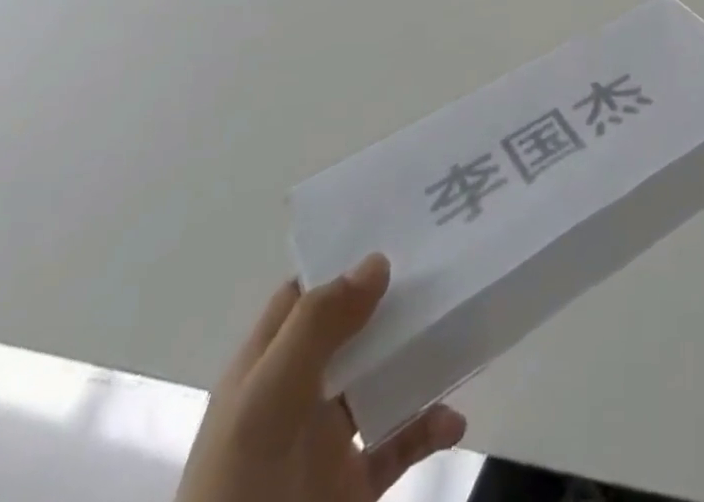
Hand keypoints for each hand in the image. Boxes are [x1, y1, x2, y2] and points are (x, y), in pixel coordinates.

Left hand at [176, 256, 466, 501]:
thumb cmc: (242, 495)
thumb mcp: (265, 406)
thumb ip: (316, 328)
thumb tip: (378, 260)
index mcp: (265, 371)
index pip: (304, 296)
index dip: (344, 261)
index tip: (399, 227)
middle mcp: (297, 398)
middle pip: (353, 330)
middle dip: (396, 299)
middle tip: (448, 264)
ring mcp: (327, 445)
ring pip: (382, 380)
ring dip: (421, 358)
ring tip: (461, 331)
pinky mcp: (353, 487)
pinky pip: (401, 442)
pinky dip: (429, 427)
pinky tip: (453, 421)